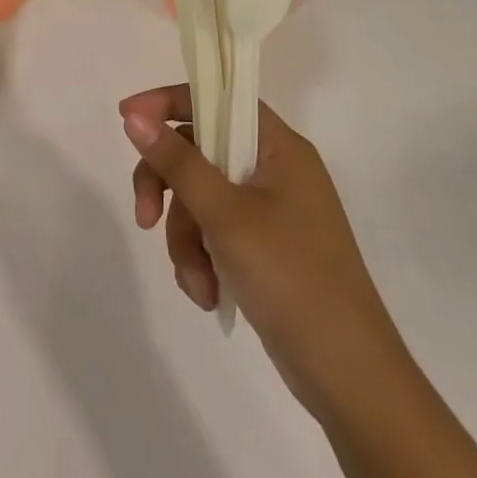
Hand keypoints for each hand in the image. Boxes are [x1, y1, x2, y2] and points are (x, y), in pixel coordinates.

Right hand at [121, 85, 401, 417]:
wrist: (349, 378)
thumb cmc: (292, 279)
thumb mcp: (226, 216)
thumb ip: (178, 163)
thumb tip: (134, 117)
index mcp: (279, 147)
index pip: (217, 99)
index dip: (168, 103)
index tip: (127, 119)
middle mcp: (275, 169)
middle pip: (199, 152)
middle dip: (169, 191)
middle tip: (145, 219)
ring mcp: (271, 210)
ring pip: (201, 199)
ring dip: (187, 240)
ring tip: (196, 283)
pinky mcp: (264, 248)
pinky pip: (214, 233)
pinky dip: (203, 260)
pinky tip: (207, 294)